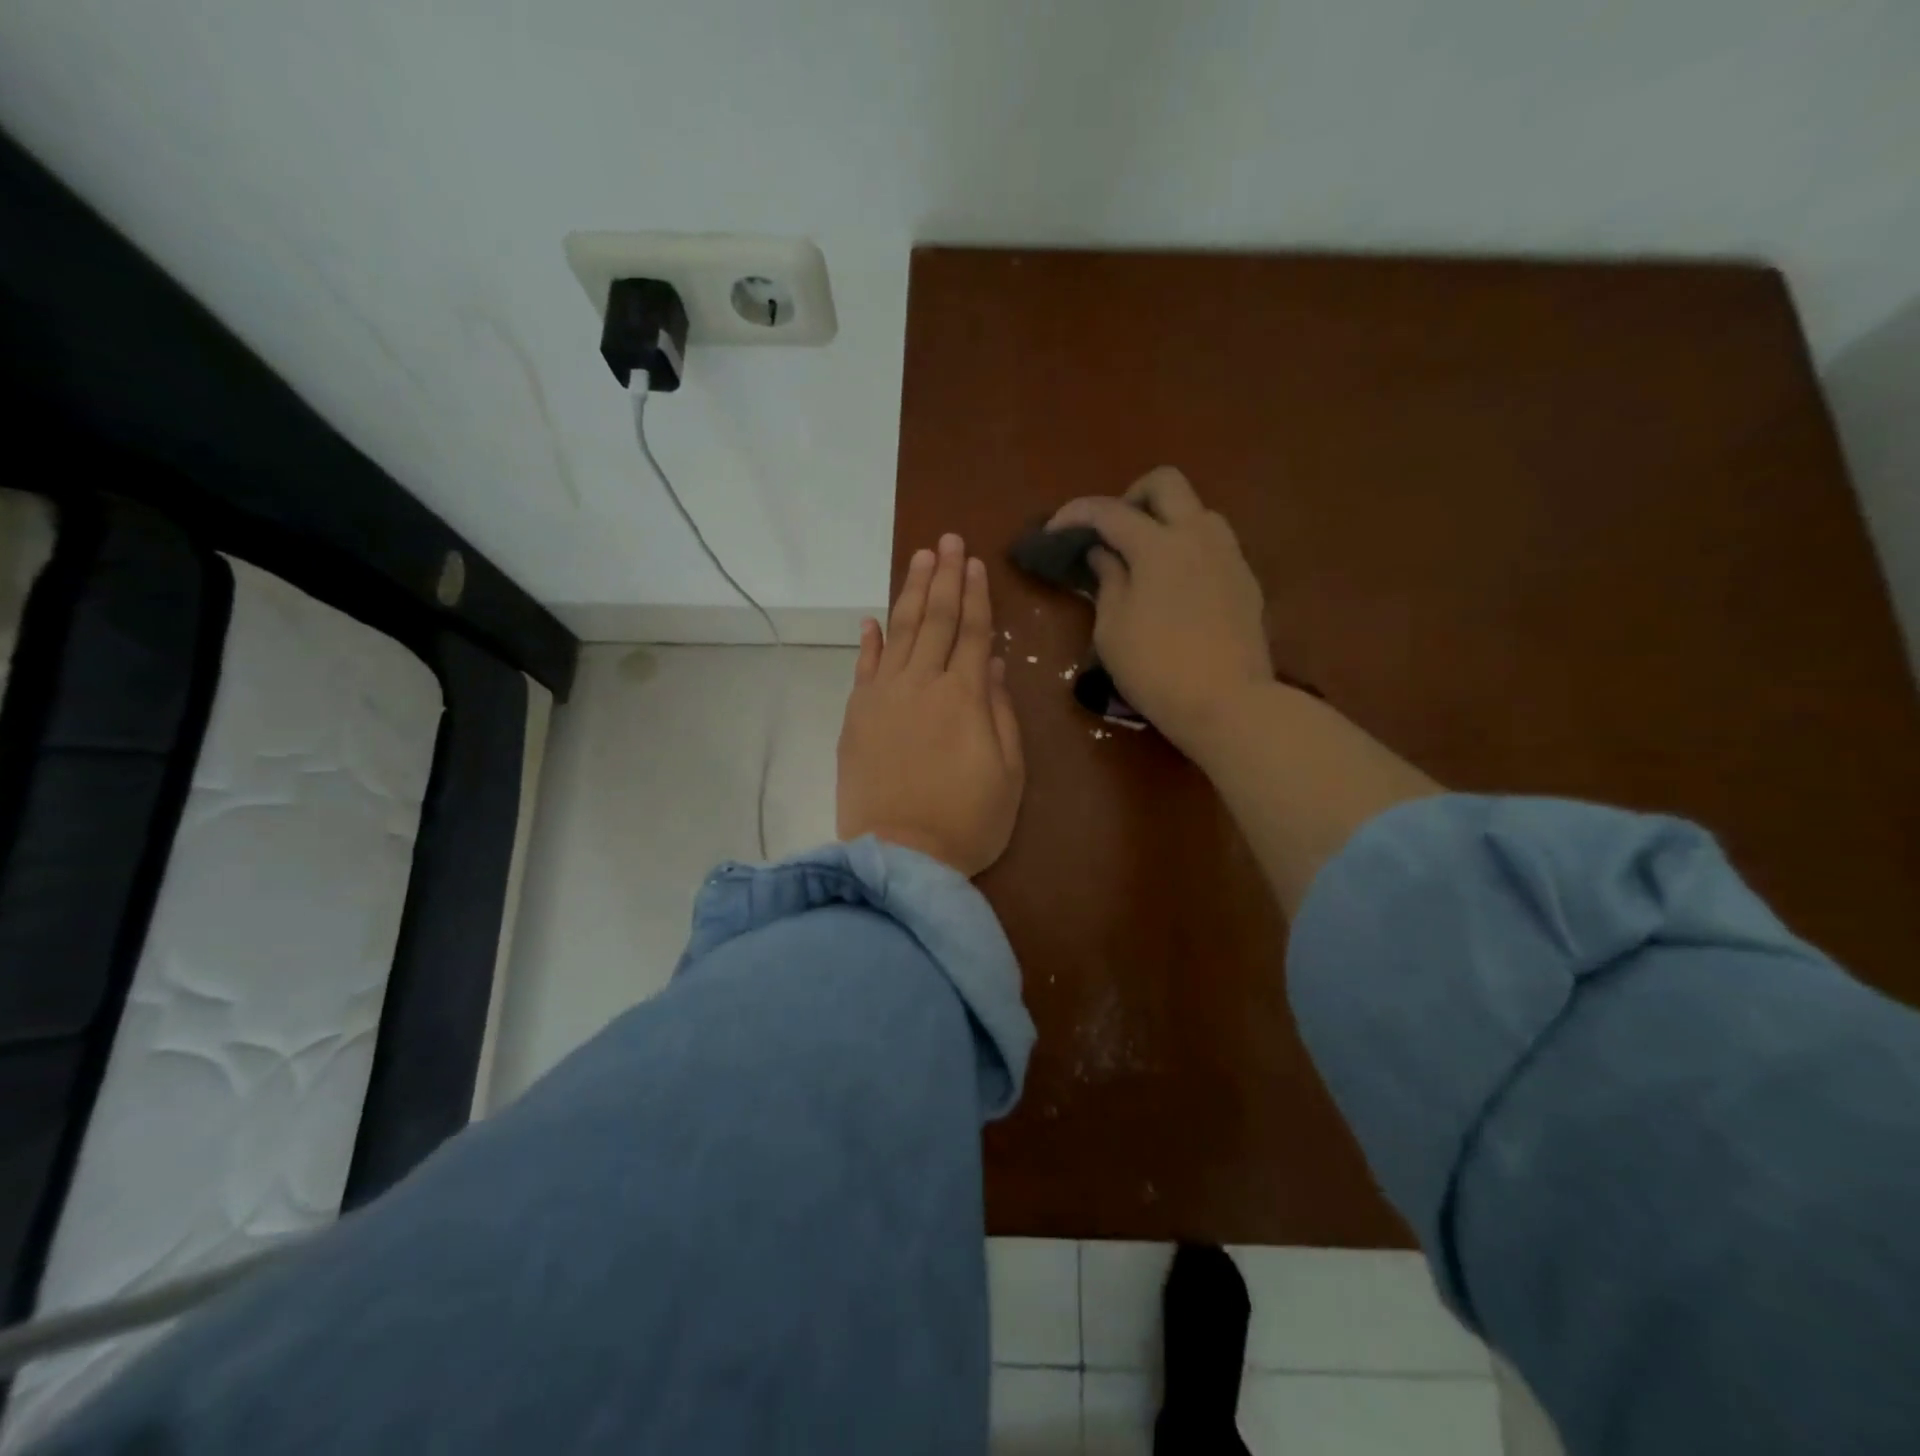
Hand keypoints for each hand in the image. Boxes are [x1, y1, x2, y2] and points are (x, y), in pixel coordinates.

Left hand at [837, 533, 1024, 876]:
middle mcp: (923, 684)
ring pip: (901, 632)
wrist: (900, 856)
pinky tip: (873, 618)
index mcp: (965, 696)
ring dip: (911, 593)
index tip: (975, 562)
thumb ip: (1001, 714)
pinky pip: (864, 667)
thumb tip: (995, 666)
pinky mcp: (856, 716)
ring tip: (921, 560)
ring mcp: (884, 697)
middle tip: (947, 540)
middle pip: (936, 620)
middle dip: (944, 578)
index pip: (973, 632)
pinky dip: (869, 640)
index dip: (976, 596)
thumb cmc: (968, 821)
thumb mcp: (1008, 773)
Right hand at [1048, 467, 1271, 757]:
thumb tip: (1104, 554)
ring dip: (1167, 521)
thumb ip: (1108, 581)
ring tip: (1146, 559)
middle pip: (1166, 483)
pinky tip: (1176, 587)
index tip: (1053, 531)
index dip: (1075, 514)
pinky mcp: (1246, 580)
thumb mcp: (1112, 630)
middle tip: (1112, 533)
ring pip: (1198, 510)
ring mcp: (1229, 555)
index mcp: (1158, 545)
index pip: (1109, 511)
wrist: (1228, 703)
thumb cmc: (1156, 670)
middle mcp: (1198, 536)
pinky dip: (1189, 549)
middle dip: (1131, 497)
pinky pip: (1214, 545)